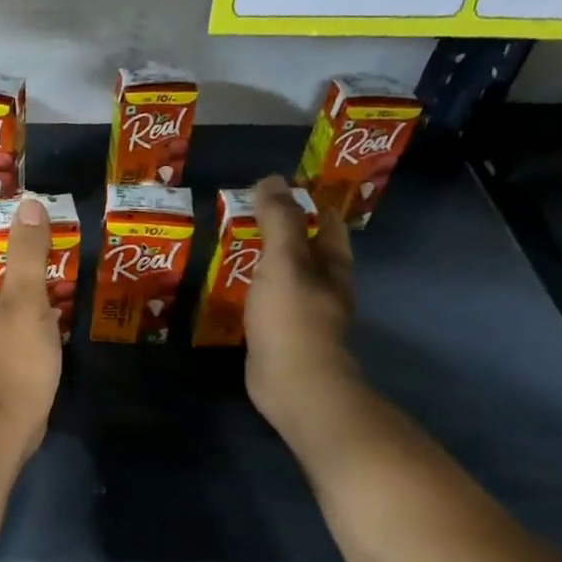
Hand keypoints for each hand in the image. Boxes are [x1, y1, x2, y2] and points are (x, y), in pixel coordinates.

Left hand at [0, 196, 62, 457]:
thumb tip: (29, 204)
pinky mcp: (2, 362)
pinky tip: (62, 322)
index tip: (26, 235)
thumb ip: (27, 252)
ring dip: (34, 291)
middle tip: (58, 259)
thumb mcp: (25, 298)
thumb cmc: (13, 357)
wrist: (4, 425)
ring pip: (7, 303)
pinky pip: (18, 328)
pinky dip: (38, 320)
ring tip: (68, 287)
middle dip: (22, 263)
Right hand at [244, 175, 356, 425]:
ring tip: (230, 245)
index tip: (271, 189)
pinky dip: (251, 289)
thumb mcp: (284, 260)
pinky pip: (266, 302)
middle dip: (279, 230)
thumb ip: (278, 220)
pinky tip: (228, 287)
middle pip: (305, 248)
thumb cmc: (292, 316)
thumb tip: (271, 179)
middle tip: (242, 214)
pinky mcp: (280, 334)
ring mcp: (303, 313)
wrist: (293, 382)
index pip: (325, 221)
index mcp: (333, 264)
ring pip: (284, 276)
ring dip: (262, 261)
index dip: (304, 201)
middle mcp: (324, 285)